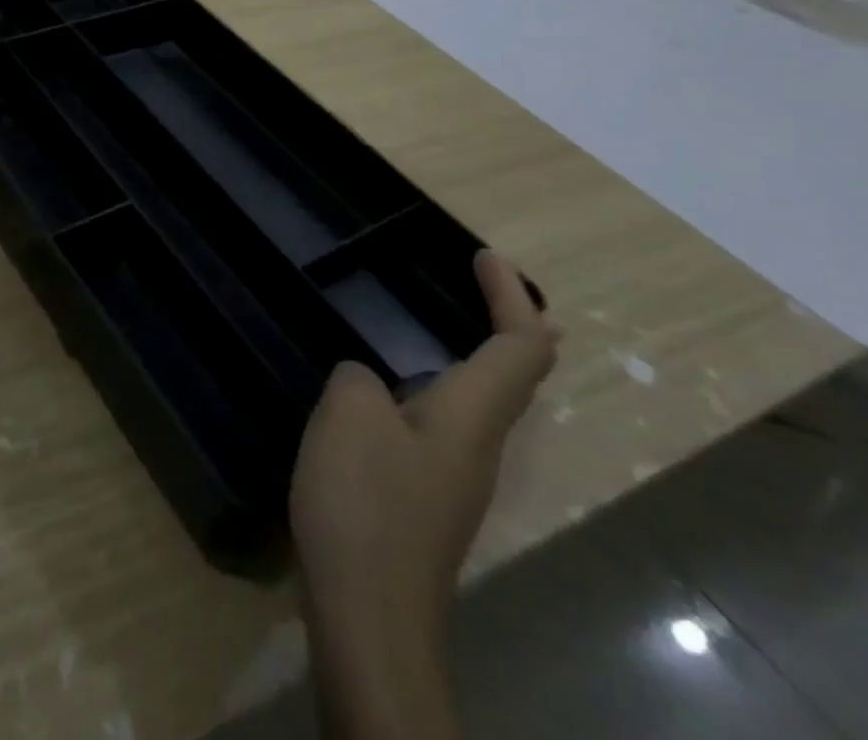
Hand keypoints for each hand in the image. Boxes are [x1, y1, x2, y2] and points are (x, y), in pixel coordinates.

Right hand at [291, 253, 555, 661]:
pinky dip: (429, 388)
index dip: (511, 297)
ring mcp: (451, 477)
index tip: (484, 254)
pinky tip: (383, 394)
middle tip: (477, 286)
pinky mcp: (423, 499)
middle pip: (512, 377)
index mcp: (469, 416)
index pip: (519, 347)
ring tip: (428, 328)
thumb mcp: (349, 413)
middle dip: (505, 325)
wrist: (368, 612)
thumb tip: (367, 385)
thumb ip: (359, 379)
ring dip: (465, 357)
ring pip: (476, 402)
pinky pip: (439, 424)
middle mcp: (475, 444)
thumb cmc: (366, 501)